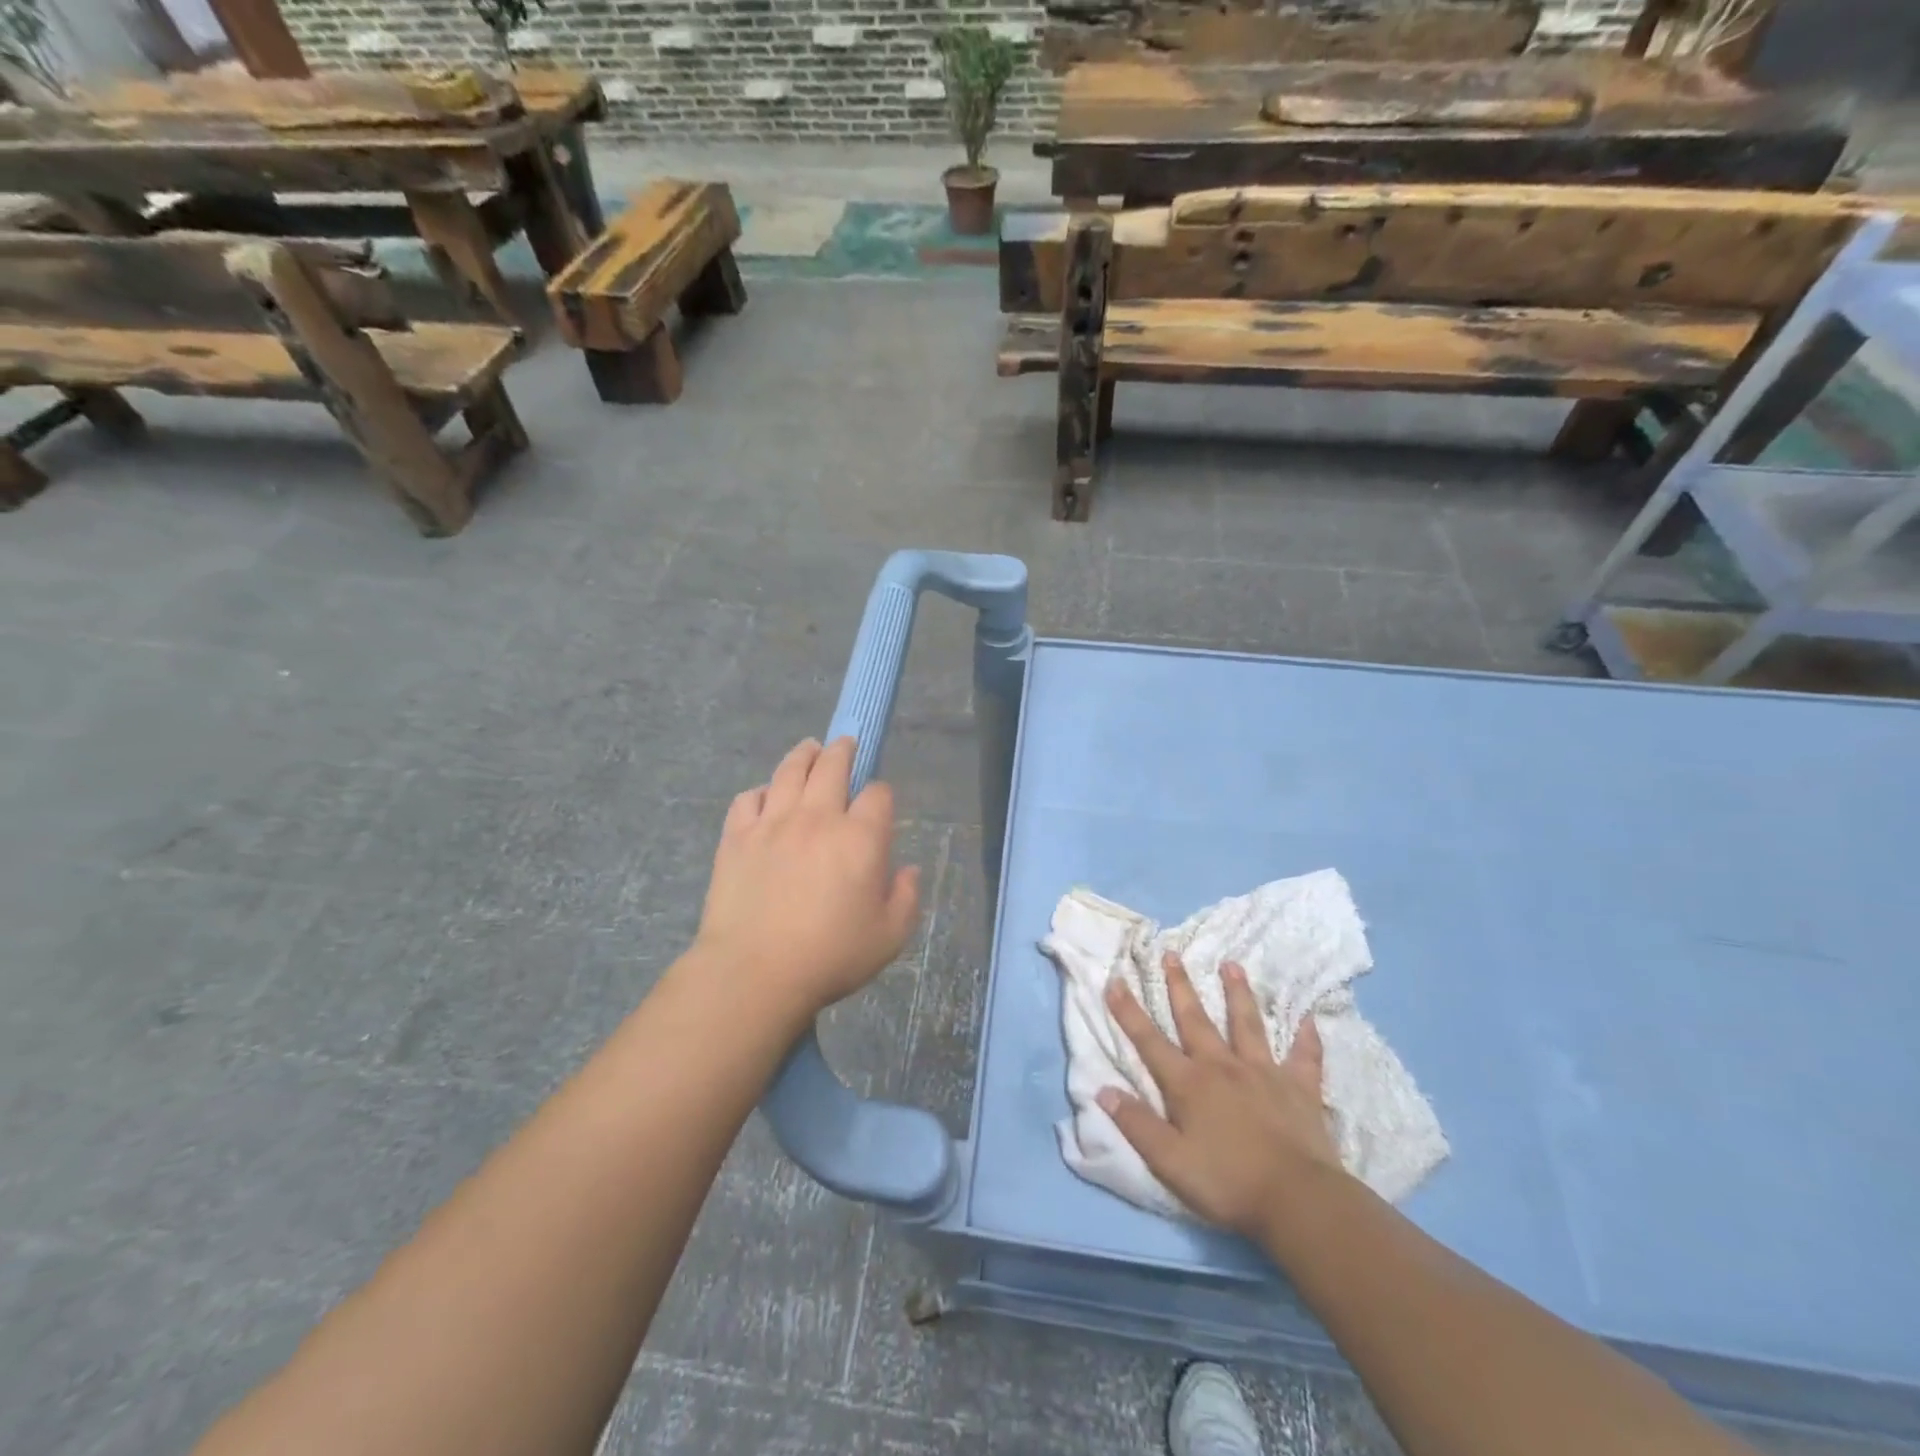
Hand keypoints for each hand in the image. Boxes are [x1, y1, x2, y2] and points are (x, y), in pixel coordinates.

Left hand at [694, 738, 920, 1023]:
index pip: (877, 794)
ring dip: (803, 754)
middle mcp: (818, 818)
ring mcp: (773, 823)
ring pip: (789, 770)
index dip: (880, 794)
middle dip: (843, 750)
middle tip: (844, 745)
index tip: (877, 805)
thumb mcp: (890, 937)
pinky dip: (761, 791)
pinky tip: (766, 797)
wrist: (754, 973)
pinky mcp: (737, 836)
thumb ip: (906, 897)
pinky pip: (748, 798)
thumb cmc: (830, 957)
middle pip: (832, 765)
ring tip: (809, 749)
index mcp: (860, 838)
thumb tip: (908, 869)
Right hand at [1098, 952, 1344, 1238]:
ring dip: (1238, 993)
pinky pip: (1305, 1057)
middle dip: (1180, 986)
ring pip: (1247, 1024)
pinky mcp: (1300, 1089)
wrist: (1298, 1201)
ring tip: (1232, 965)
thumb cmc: (1228, 1182)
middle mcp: (1222, 1067)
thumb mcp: (1169, 1161)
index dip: (1129, 1011)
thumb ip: (1136, 1124)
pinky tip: (1309, 1019)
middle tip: (1172, 953)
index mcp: (1188, 1084)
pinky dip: (1307, 1038)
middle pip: (1196, 1020)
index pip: (1150, 1041)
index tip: (1115, 979)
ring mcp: (1264, 1073)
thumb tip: (1102, 1090)